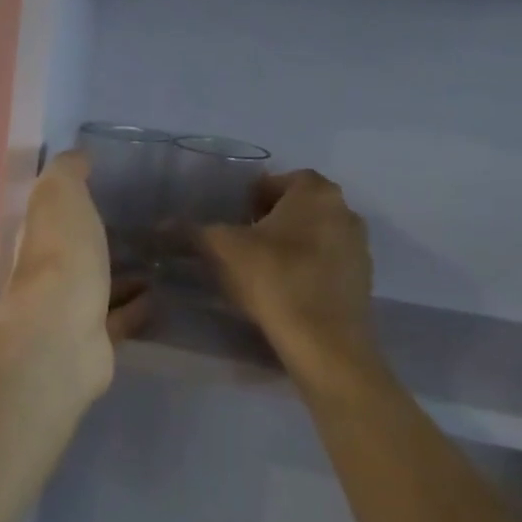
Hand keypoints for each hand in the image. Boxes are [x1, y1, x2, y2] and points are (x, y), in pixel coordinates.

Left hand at [0, 151, 151, 395]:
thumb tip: (77, 155)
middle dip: (103, 239)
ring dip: (124, 274)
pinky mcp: (95, 340)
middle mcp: (49, 272)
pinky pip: (120, 319)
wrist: (62, 335)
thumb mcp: (60, 195)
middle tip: (147, 225)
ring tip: (163, 258)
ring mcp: (70, 308)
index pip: (55, 213)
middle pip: (77, 251)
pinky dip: (138, 307)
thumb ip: (67, 172)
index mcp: (39, 235)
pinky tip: (163, 295)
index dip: (78, 200)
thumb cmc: (62, 256)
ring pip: (100, 285)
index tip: (113, 186)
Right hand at [199, 170, 383, 384]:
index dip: (255, 196)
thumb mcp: (221, 250)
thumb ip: (191, 232)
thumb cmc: (273, 278)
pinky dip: (307, 270)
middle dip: (272, 220)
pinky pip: (327, 265)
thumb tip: (160, 225)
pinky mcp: (362, 282)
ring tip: (260, 269)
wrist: (324, 341)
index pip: (282, 180)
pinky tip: (283, 291)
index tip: (234, 217)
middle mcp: (344, 211)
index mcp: (315, 193)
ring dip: (291, 245)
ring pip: (316, 236)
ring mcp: (359, 248)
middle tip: (243, 241)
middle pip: (301, 207)